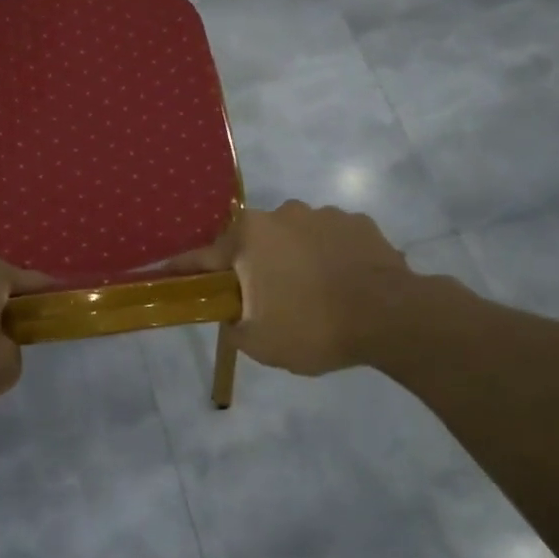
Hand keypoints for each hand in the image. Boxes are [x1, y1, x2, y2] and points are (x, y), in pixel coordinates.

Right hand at [204, 202, 474, 376]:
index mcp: (250, 237)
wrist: (393, 318)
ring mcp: (324, 214)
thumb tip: (233, 318)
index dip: (185, 269)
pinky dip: (328, 258)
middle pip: (253, 243)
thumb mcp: (260, 343)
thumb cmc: (314, 327)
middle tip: (265, 302)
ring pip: (294, 238)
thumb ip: (235, 327)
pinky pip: (330, 240)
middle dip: (253, 267)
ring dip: (294, 260)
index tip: (165, 272)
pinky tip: (341, 285)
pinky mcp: (360, 223)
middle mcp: (281, 214)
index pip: (204, 256)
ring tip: (313, 295)